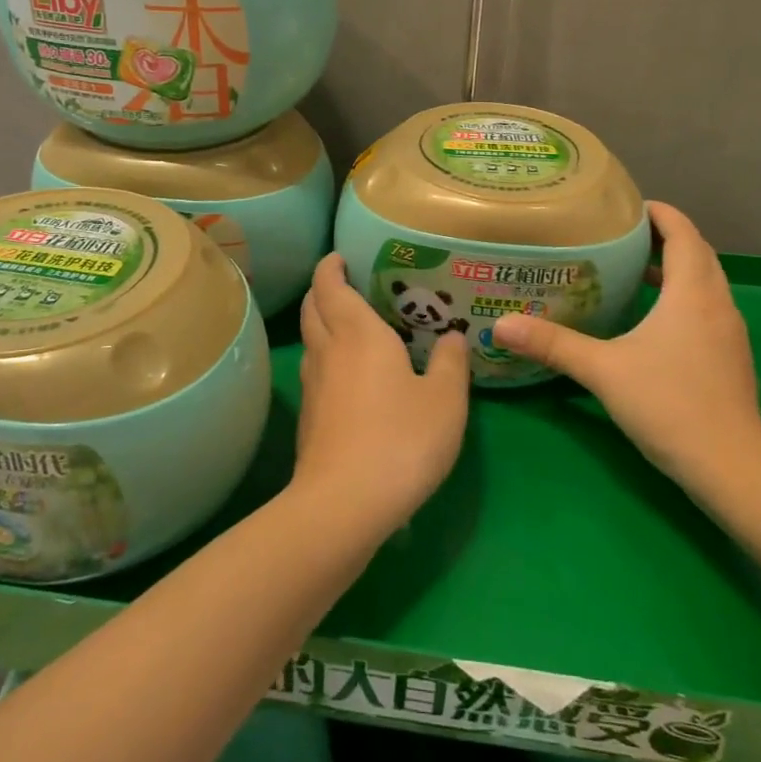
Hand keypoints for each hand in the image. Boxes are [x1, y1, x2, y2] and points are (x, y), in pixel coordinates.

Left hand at [295, 253, 468, 529]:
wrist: (345, 504)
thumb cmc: (401, 439)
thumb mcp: (445, 400)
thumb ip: (450, 363)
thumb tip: (451, 336)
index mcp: (358, 334)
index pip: (330, 285)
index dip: (331, 266)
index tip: (339, 256)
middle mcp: (329, 351)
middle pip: (313, 308)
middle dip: (323, 290)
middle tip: (346, 284)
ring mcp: (313, 386)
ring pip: (311, 340)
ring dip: (323, 324)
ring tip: (352, 326)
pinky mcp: (309, 419)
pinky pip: (316, 372)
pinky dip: (328, 358)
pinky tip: (352, 376)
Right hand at [491, 203, 760, 491]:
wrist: (731, 467)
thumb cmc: (669, 405)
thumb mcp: (603, 370)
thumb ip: (554, 344)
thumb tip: (502, 325)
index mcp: (693, 293)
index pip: (684, 234)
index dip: (661, 214)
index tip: (628, 207)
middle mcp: (718, 304)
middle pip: (698, 254)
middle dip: (665, 238)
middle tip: (622, 236)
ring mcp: (730, 332)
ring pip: (706, 283)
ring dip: (677, 269)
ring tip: (635, 271)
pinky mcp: (731, 358)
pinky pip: (708, 309)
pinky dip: (684, 297)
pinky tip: (654, 320)